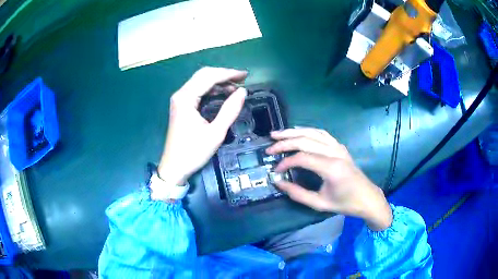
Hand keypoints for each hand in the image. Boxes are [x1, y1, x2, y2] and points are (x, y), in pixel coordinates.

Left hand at [158, 67, 247, 186]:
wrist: (174, 167)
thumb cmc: (193, 152)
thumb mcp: (215, 133)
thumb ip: (230, 110)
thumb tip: (243, 91)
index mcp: (186, 98)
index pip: (209, 77)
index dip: (229, 74)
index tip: (246, 76)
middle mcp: (181, 94)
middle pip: (204, 75)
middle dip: (224, 75)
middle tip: (242, 79)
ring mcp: (180, 100)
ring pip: (200, 82)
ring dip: (218, 82)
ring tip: (236, 87)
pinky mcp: (181, 106)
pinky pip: (198, 91)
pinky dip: (212, 89)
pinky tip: (223, 93)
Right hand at [266, 128, 392, 230]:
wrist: (367, 197)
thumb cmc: (345, 203)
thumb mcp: (320, 204)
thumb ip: (298, 194)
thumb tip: (278, 183)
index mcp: (331, 168)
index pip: (302, 157)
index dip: (285, 162)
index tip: (275, 171)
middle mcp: (335, 153)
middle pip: (305, 140)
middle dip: (285, 143)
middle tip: (269, 148)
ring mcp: (338, 147)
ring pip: (312, 133)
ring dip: (293, 132)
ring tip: (277, 134)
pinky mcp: (340, 146)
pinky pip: (322, 133)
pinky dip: (307, 131)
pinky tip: (297, 132)